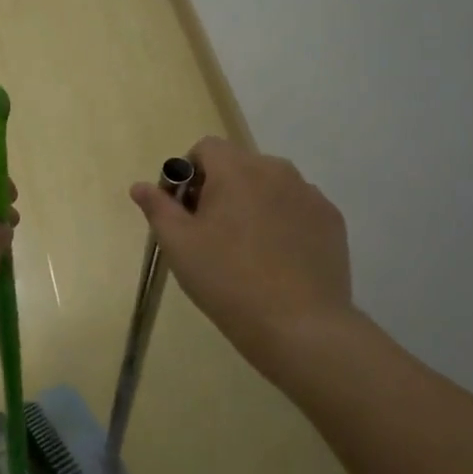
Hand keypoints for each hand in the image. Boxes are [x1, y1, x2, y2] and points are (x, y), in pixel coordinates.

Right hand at [130, 137, 354, 367]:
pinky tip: (277, 259)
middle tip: (210, 234)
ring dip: (252, 203)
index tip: (186, 211)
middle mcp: (277, 170)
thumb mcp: (179, 245)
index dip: (189, 173)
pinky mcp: (331, 220)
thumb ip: (158, 207)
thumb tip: (140, 185)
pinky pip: (296, 207)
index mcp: (236, 170)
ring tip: (247, 249)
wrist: (299, 325)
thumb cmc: (227, 279)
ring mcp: (310, 195)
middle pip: (238, 165)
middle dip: (220, 188)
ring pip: (270, 185)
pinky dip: (282, 221)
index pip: (206, 148)